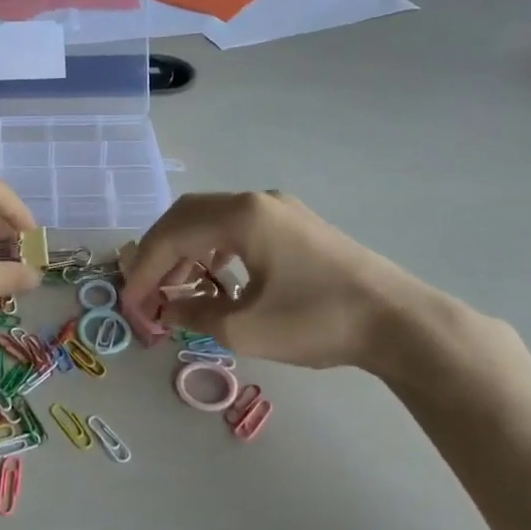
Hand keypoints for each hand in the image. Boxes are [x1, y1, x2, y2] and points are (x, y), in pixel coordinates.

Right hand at [121, 191, 467, 376]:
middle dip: (159, 253)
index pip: (172, 235)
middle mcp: (256, 201)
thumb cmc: (317, 322)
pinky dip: (214, 250)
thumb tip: (166, 309)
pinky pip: (238, 228)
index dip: (144, 270)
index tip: (131, 303)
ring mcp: (280, 209)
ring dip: (186, 251)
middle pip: (187, 216)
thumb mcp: (245, 328)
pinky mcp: (296, 224)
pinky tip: (216, 280)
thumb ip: (195, 314)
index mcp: (241, 216)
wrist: (399, 322)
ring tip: (177, 290)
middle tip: (146, 290)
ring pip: (212, 220)